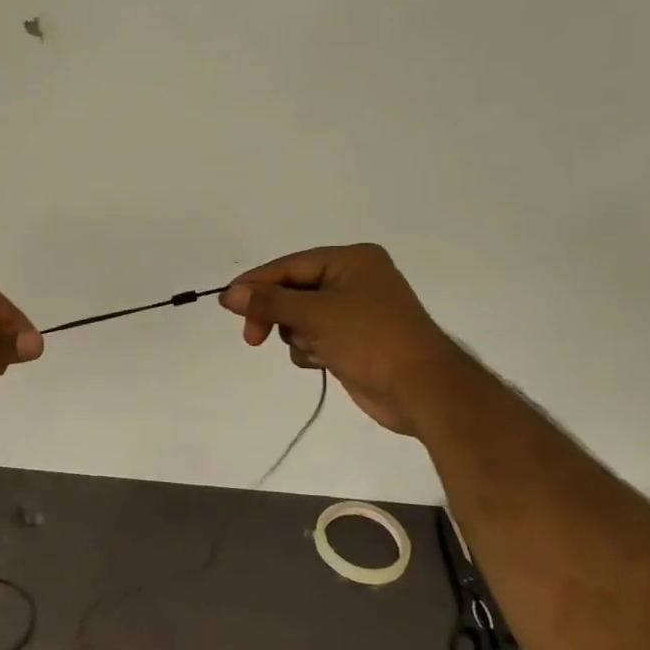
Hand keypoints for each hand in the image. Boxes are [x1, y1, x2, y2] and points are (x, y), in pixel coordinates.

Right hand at [220, 244, 453, 435]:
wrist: (422, 389)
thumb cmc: (371, 339)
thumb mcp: (316, 314)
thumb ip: (269, 302)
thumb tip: (229, 293)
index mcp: (351, 260)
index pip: (290, 266)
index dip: (256, 283)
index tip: (226, 303)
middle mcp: (353, 280)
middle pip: (292, 291)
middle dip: (275, 314)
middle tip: (253, 338)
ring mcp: (354, 312)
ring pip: (300, 317)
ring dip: (297, 335)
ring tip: (313, 349)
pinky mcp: (353, 341)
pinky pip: (314, 337)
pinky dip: (310, 349)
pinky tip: (323, 361)